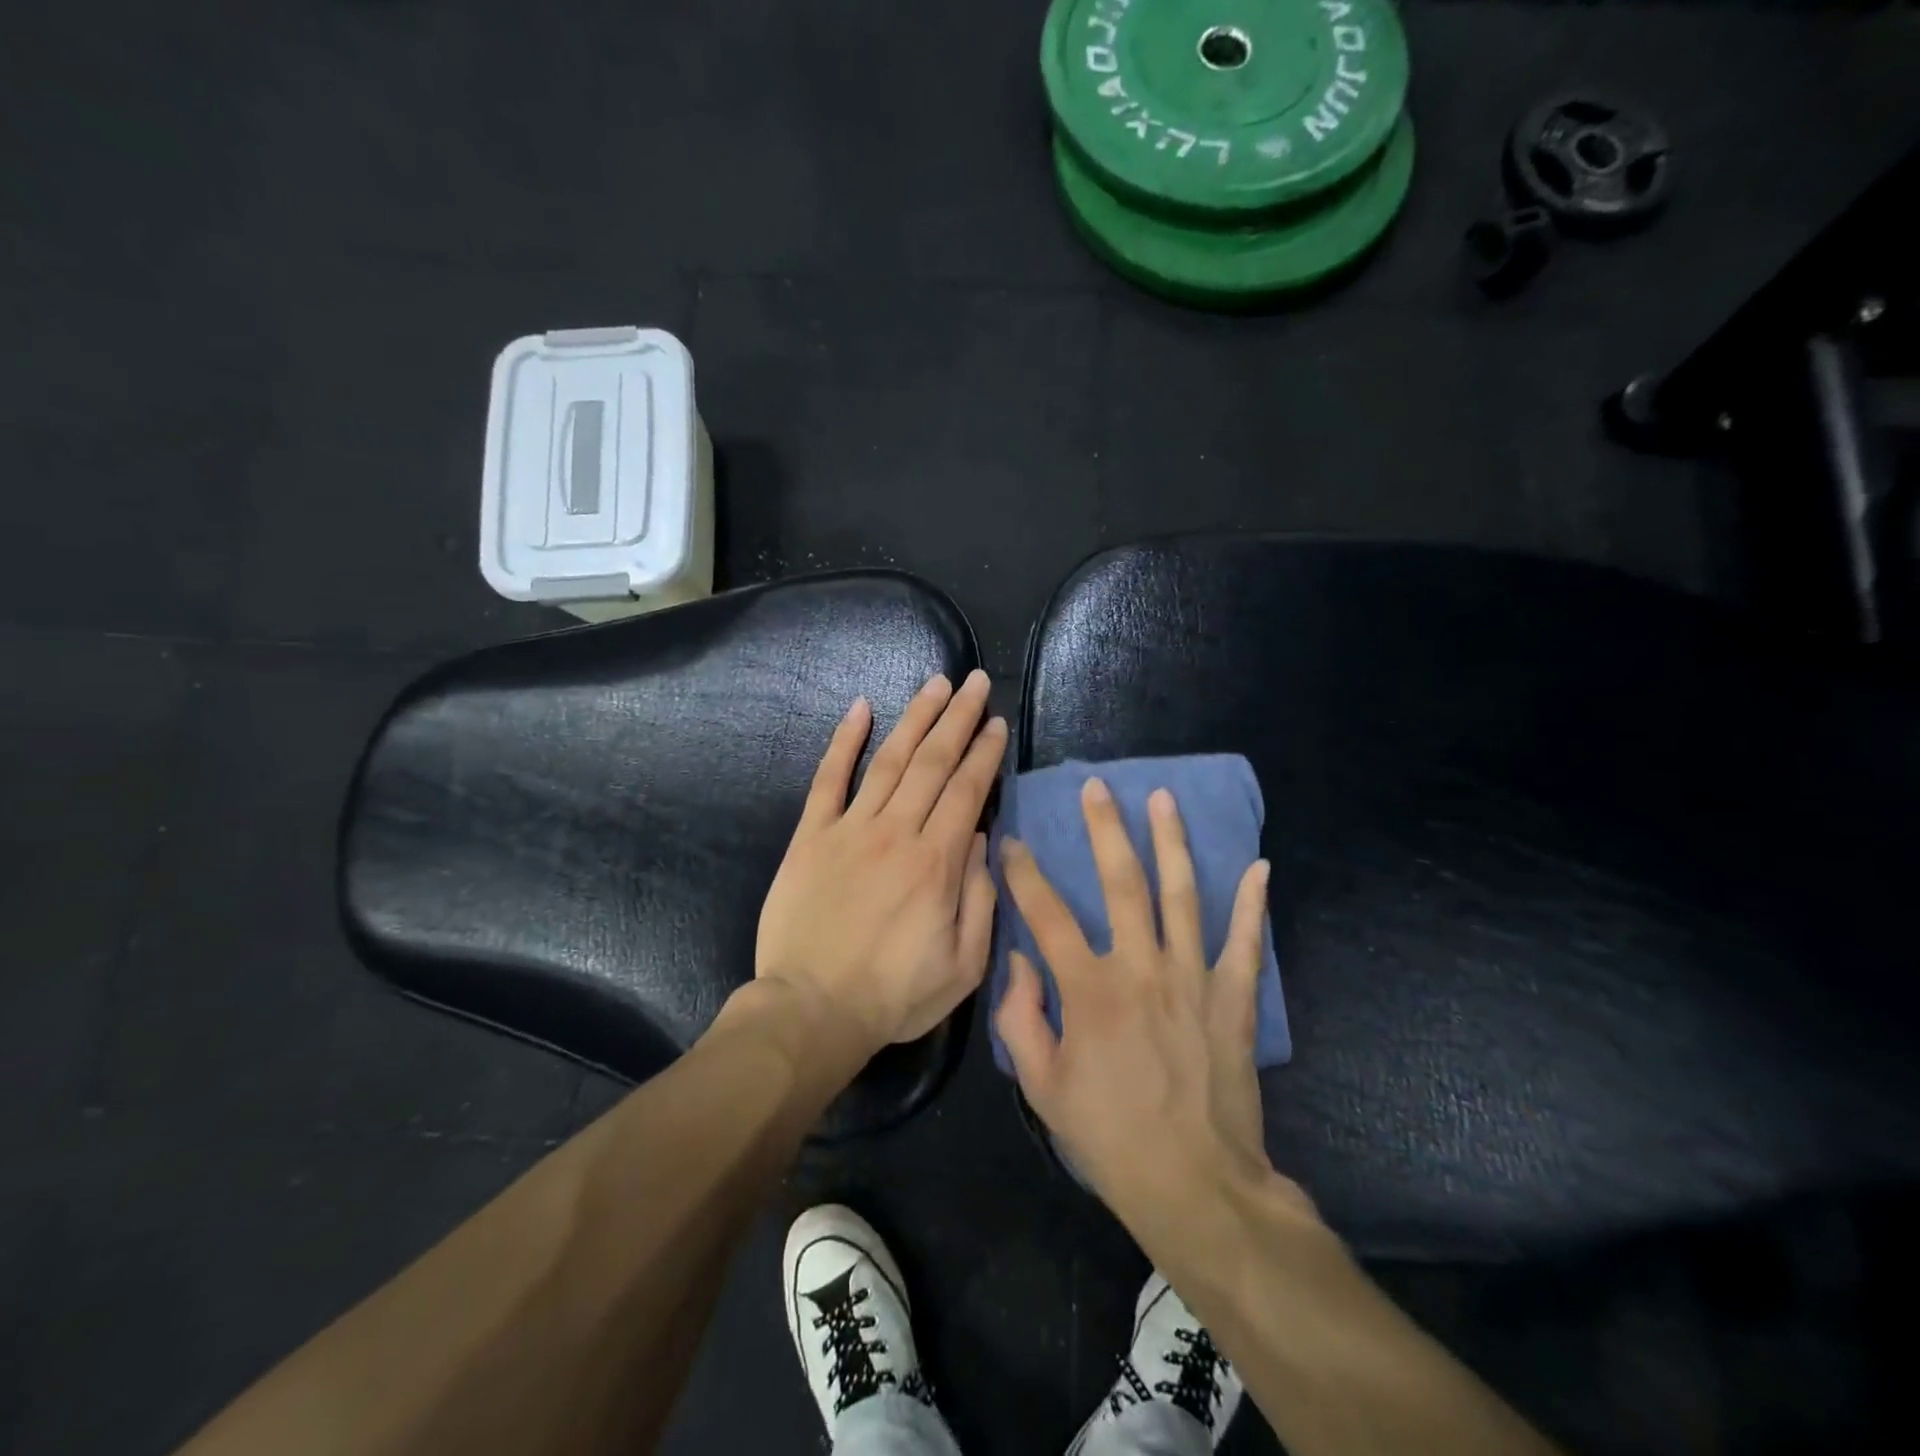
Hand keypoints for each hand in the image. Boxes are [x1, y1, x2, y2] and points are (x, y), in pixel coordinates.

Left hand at [755, 670, 1007, 1055]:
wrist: (811, 1011)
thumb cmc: (894, 996)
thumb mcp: (963, 966)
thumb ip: (980, 898)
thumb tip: (983, 838)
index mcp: (937, 863)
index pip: (967, 791)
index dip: (984, 753)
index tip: (997, 723)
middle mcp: (896, 833)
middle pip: (933, 762)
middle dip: (958, 718)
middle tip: (974, 682)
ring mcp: (850, 829)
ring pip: (889, 760)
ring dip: (915, 718)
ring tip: (936, 685)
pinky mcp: (811, 836)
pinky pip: (828, 779)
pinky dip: (843, 741)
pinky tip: (860, 708)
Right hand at [995, 779, 1296, 1226]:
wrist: (1193, 1183)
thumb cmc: (1108, 1135)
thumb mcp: (1042, 1085)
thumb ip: (1020, 1018)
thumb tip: (1017, 962)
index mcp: (1088, 989)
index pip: (1046, 915)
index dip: (1023, 874)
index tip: (1011, 842)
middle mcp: (1140, 968)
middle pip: (1121, 882)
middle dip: (1105, 829)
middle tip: (1097, 788)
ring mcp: (1192, 977)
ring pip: (1180, 894)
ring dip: (1171, 842)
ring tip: (1163, 798)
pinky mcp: (1232, 997)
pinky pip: (1244, 941)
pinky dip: (1252, 903)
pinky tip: (1259, 865)